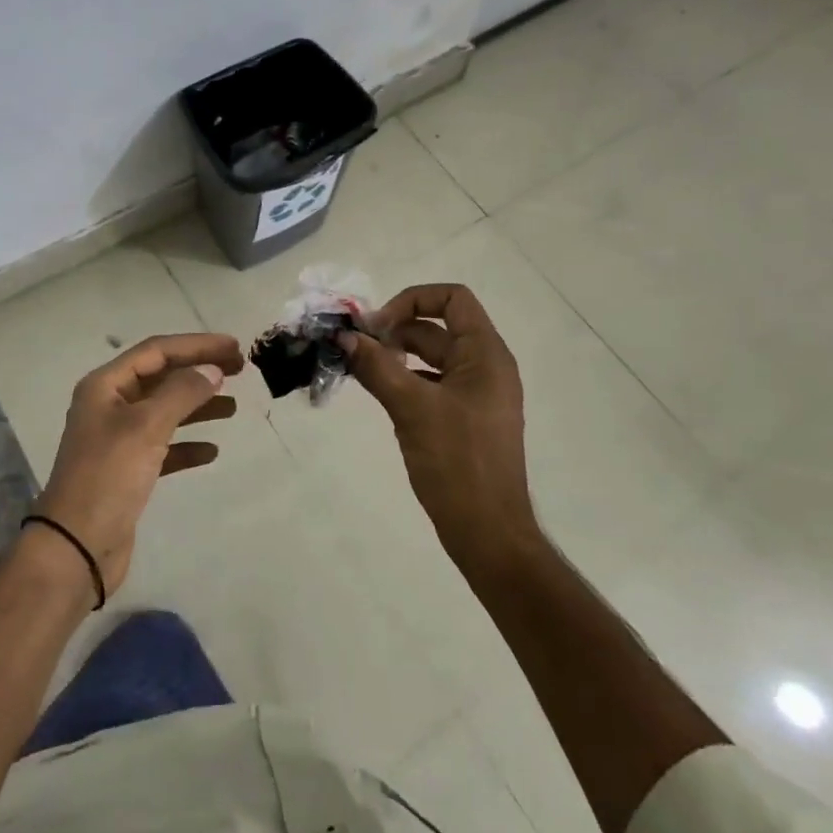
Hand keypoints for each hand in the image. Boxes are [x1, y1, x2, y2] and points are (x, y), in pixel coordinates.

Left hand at [35, 332, 244, 596]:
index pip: (157, 351)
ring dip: (198, 406)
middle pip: (162, 377)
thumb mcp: (146, 427)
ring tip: (233, 407)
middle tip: (240, 370)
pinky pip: (164, 446)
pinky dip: (188, 444)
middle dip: (199, 371)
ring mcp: (118, 439)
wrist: (76, 548)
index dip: (197, 345)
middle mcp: (110, 405)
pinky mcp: (128, 471)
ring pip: (165, 410)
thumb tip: (212, 370)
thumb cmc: (108, 477)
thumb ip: (182, 392)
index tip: (234, 347)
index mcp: (105, 385)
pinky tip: (212, 451)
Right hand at [342, 284, 538, 570]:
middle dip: (395, 331)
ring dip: (395, 357)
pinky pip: (431, 385)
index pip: (453, 299)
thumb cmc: (457, 462)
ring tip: (360, 370)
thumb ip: (376, 366)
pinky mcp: (464, 418)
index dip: (413, 300)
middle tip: (356, 349)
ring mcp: (475, 394)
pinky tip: (378, 395)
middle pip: (436, 328)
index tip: (379, 327)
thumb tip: (343, 336)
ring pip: (431, 358)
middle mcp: (485, 367)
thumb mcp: (411, 407)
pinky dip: (404, 381)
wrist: (488, 533)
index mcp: (485, 355)